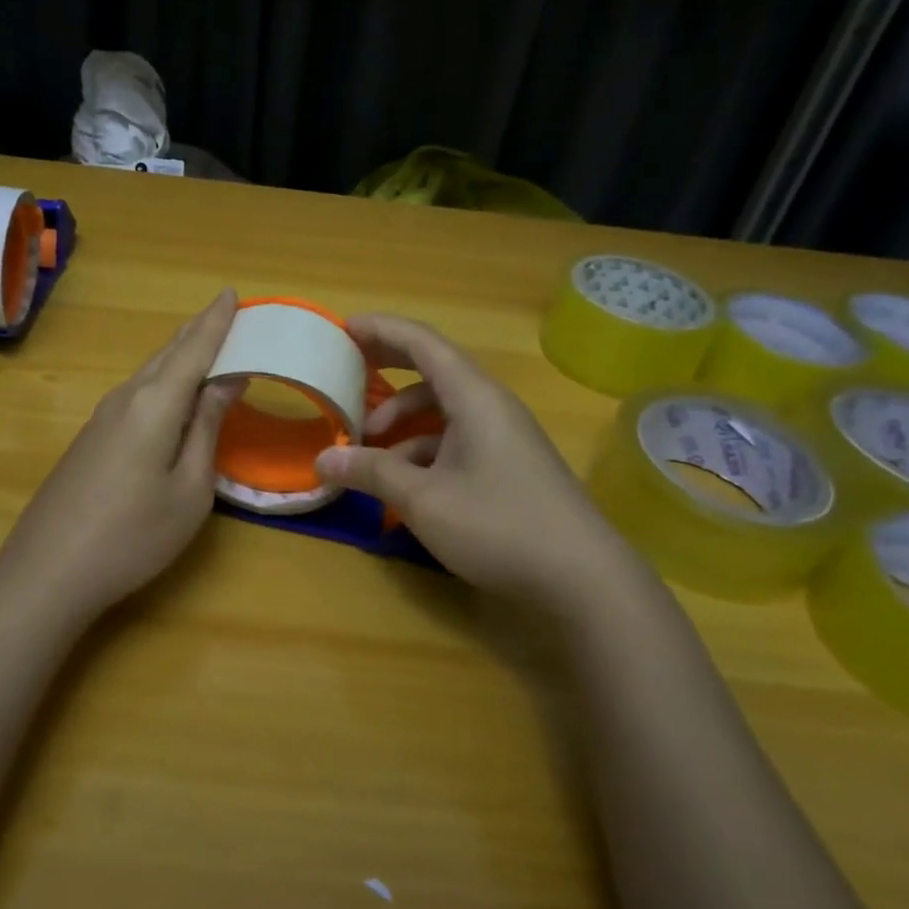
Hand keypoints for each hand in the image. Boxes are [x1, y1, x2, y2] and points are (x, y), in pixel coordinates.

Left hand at [0, 290, 241, 616]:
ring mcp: (103, 417)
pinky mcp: (92, 437)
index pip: (194, 349)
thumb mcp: (190, 488)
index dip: (216, 321)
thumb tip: (226, 380)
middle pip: (169, 353)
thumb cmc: (134, 534)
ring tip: (207, 342)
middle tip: (227, 312)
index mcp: (155, 403)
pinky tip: (173, 391)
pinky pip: (137, 393)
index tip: (232, 293)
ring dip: (180, 354)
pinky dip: (164, 379)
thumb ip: (206, 428)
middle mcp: (126, 397)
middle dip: (199, 330)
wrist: (48, 571)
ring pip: (150, 371)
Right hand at [316, 315, 640, 608]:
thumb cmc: (499, 526)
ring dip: (401, 421)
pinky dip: (422, 450)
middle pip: (432, 368)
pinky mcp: (507, 464)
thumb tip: (324, 460)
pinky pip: (455, 439)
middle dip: (387, 367)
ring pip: (441, 410)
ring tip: (366, 450)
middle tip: (345, 370)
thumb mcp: (423, 500)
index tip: (341, 328)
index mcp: (473, 396)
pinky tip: (402, 484)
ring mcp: (502, 435)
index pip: (421, 342)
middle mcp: (489, 405)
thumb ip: (371, 473)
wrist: (584, 579)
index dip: (380, 330)